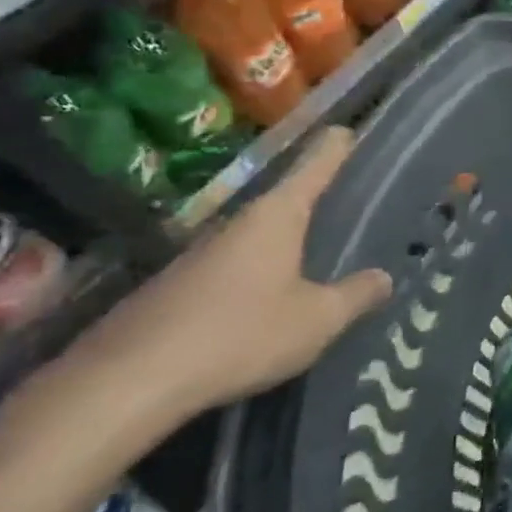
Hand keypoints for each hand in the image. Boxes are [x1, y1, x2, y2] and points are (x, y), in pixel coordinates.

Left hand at [75, 127, 392, 426]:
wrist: (126, 383)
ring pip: (256, 235)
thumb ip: (356, 295)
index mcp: (276, 217)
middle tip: (345, 196)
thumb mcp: (317, 319)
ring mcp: (199, 254)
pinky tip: (269, 295)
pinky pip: (232, 266)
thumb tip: (385, 277)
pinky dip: (258, 269)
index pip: (313, 168)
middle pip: (283, 199)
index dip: (334, 149)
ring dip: (284, 238)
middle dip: (313, 196)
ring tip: (315, 247)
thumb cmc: (240, 334)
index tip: (346, 128)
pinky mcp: (175, 287)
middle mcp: (237, 223)